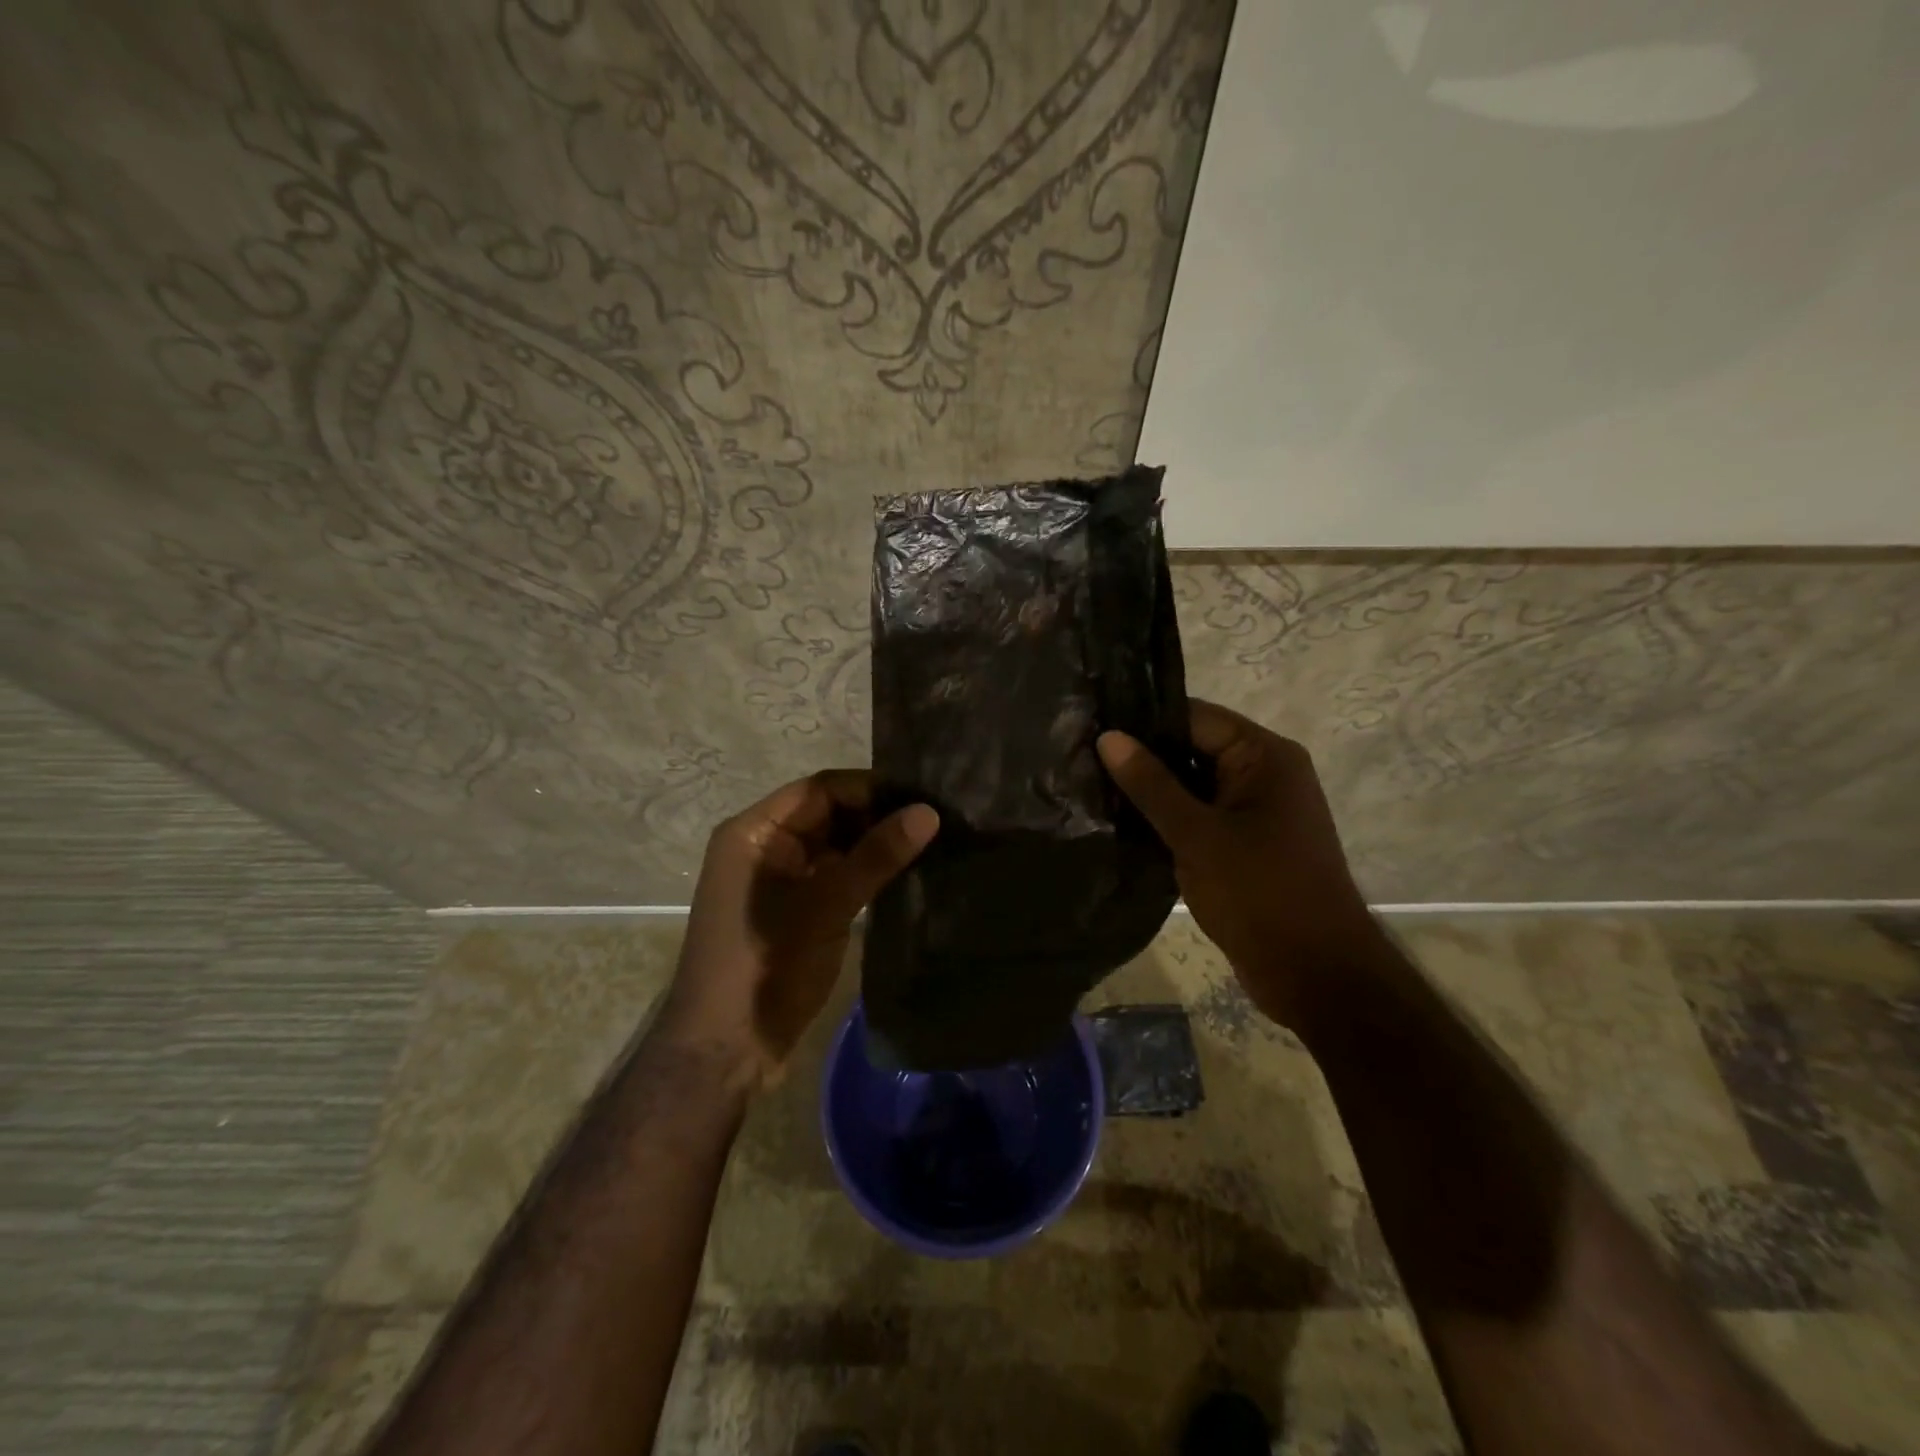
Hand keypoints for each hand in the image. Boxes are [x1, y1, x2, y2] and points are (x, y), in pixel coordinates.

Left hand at [661, 771, 937, 1090]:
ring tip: (929, 841)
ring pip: (835, 846)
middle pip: (828, 814)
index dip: (870, 789)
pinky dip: (866, 872)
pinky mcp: (797, 909)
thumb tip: (929, 812)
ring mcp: (780, 880)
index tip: (922, 796)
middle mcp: (764, 846)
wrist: (725, 1050)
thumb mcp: (825, 905)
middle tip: (934, 819)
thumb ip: (876, 855)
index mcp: (754, 832)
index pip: (820, 789)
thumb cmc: (764, 965)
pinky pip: (835, 875)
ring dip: (875, 844)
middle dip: (877, 815)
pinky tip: (905, 873)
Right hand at [1097, 700, 1376, 1028]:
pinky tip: (1123, 824)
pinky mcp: (1247, 844)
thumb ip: (1151, 784)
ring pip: (1194, 785)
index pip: (1194, 717)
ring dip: (1152, 792)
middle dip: (1143, 758)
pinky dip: (1169, 819)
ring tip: (1092, 790)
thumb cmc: (1259, 894)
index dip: (1143, 722)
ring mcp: (1258, 811)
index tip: (1091, 729)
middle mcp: (1265, 774)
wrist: (1314, 974)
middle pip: (1193, 748)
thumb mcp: (1196, 835)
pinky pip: (1201, 816)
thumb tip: (1108, 737)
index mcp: (1264, 756)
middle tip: (1082, 762)